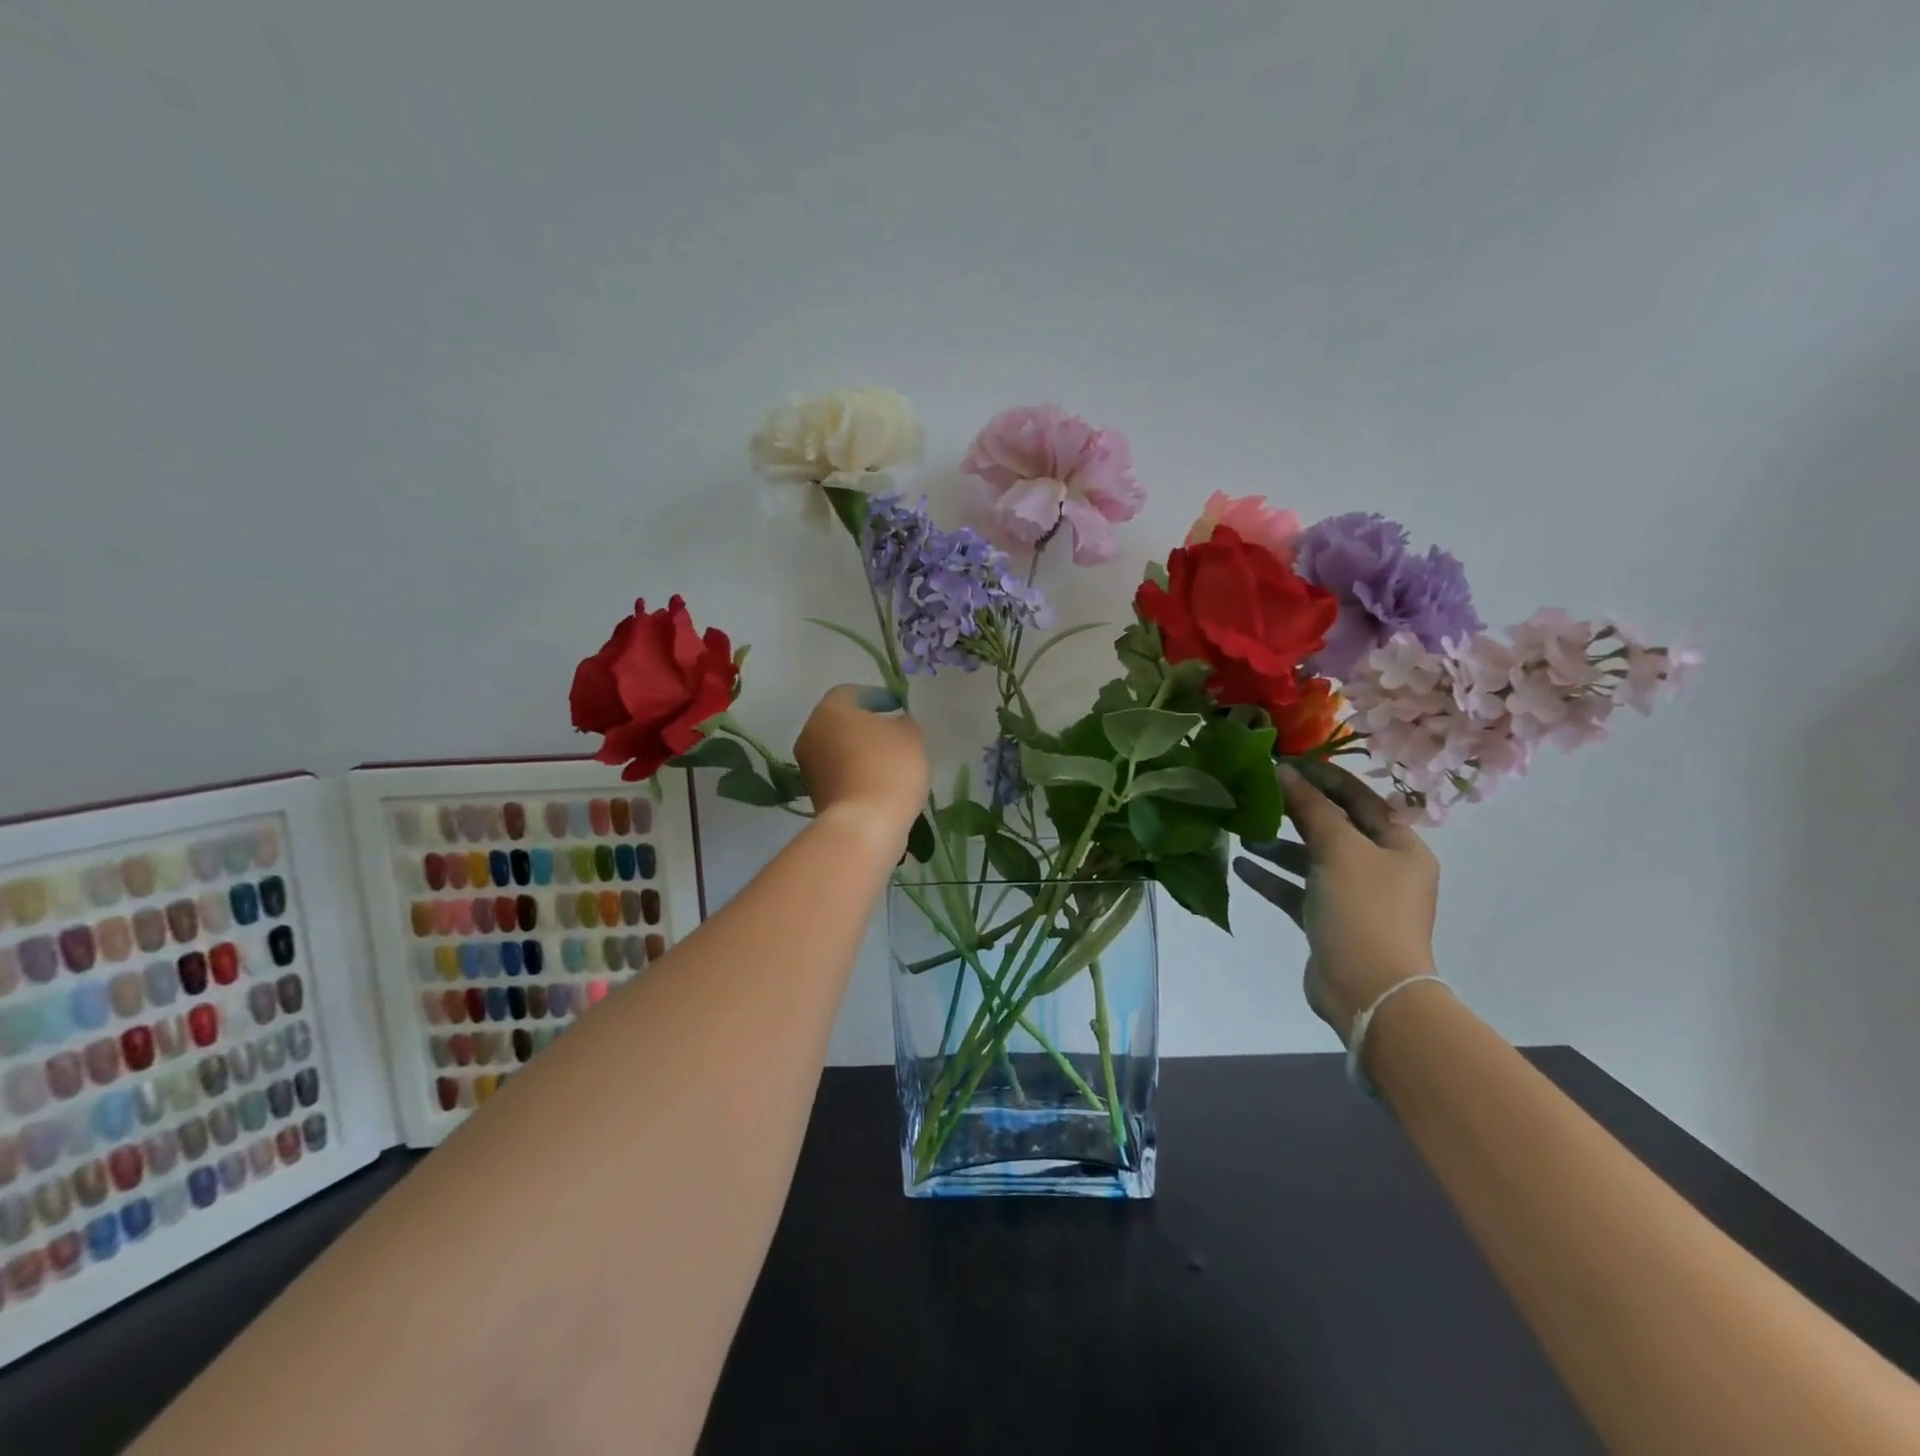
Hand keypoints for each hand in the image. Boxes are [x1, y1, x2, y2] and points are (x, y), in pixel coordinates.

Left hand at [794, 686, 928, 841]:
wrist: (864, 826)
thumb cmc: (888, 769)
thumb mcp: (910, 736)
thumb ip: (903, 722)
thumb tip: (895, 725)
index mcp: (829, 710)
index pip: (850, 692)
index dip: (876, 696)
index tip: (897, 707)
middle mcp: (811, 734)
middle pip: (840, 722)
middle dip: (866, 726)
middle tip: (894, 734)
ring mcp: (809, 767)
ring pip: (838, 750)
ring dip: (860, 753)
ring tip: (891, 763)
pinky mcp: (815, 795)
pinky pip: (839, 775)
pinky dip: (857, 775)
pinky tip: (880, 785)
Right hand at [1233, 761, 1439, 1039]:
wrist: (1369, 991)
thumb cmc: (1363, 909)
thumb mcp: (1338, 848)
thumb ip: (1310, 808)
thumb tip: (1284, 770)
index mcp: (1399, 845)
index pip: (1359, 798)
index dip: (1324, 777)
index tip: (1284, 761)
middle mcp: (1380, 867)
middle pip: (1332, 827)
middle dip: (1294, 810)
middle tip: (1257, 791)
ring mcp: (1353, 896)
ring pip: (1311, 858)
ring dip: (1278, 844)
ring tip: (1241, 830)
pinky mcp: (1327, 921)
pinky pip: (1296, 889)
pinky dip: (1271, 876)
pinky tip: (1240, 865)